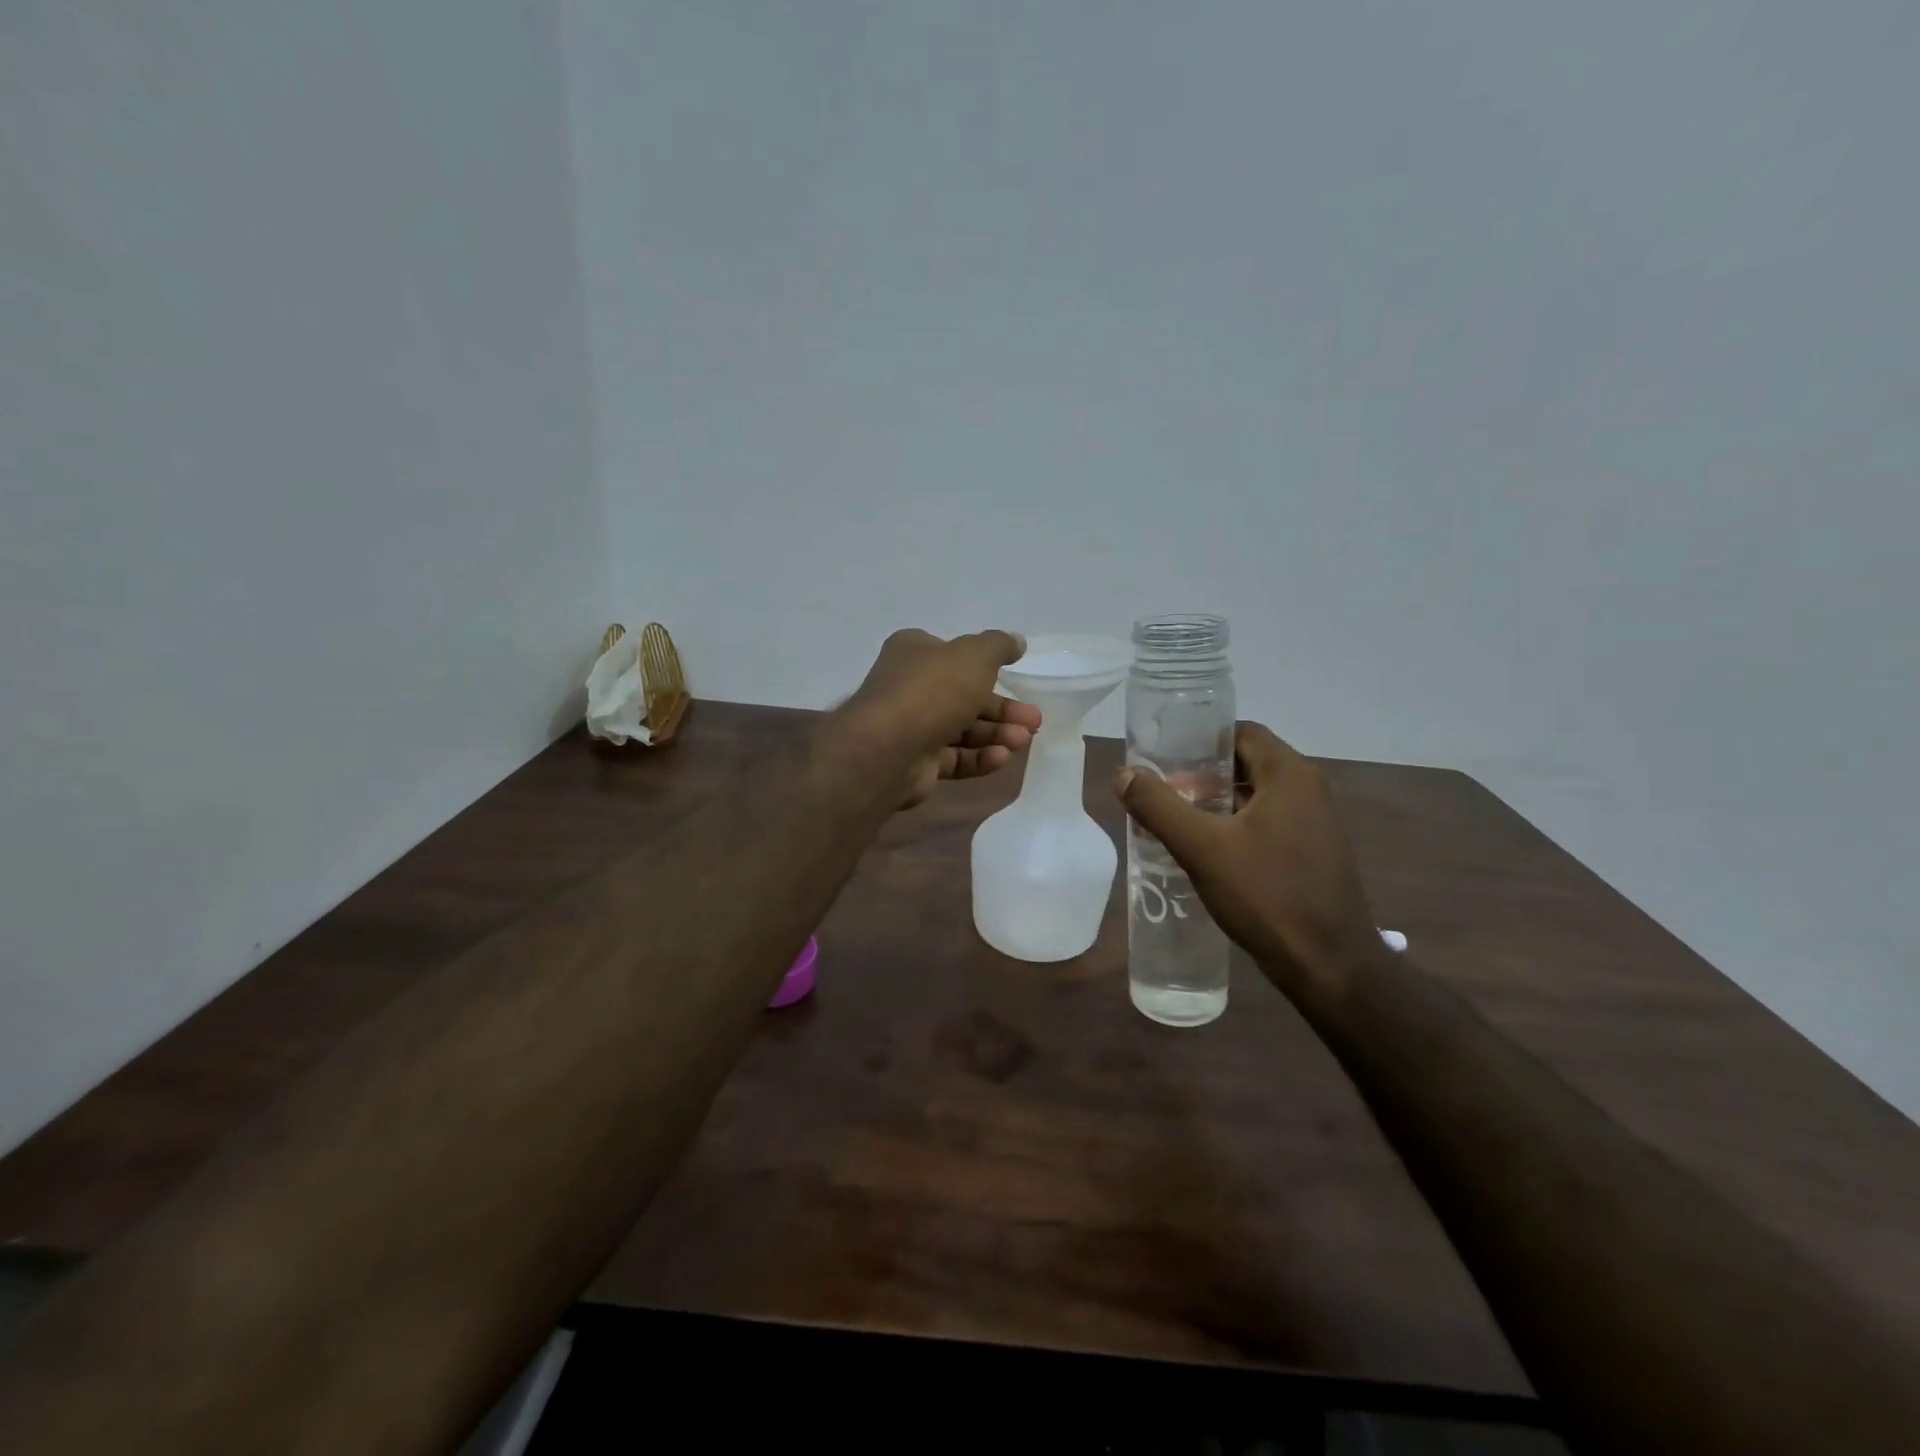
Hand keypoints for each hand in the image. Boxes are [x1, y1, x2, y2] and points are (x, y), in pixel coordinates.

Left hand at [837, 629, 1042, 807]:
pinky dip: (979, 758)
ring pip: (962, 729)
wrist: (889, 748)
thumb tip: (1016, 642)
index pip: (954, 655)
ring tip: (1023, 740)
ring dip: (996, 734)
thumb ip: (998, 646)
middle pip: (964, 696)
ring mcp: (911, 727)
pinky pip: (954, 758)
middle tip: (1034, 720)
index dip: (985, 665)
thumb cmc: (933, 690)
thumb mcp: (974, 655)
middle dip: (1002, 709)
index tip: (1016, 674)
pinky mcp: (916, 763)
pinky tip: (1002, 758)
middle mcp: (910, 687)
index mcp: (915, 653)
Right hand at [1114, 721, 1384, 992]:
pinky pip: (1267, 823)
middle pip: (1246, 763)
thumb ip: (1158, 807)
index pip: (1240, 733)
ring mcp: (1316, 823)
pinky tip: (1206, 851)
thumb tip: (1123, 775)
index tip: (1163, 758)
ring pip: (1255, 796)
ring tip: (1174, 821)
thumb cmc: (1267, 896)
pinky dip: (1235, 827)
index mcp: (1290, 775)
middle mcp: (1309, 790)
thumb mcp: (1202, 848)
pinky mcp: (1313, 853)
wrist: (1330, 967)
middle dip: (1201, 775)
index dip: (1199, 740)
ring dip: (1216, 803)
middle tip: (1160, 793)